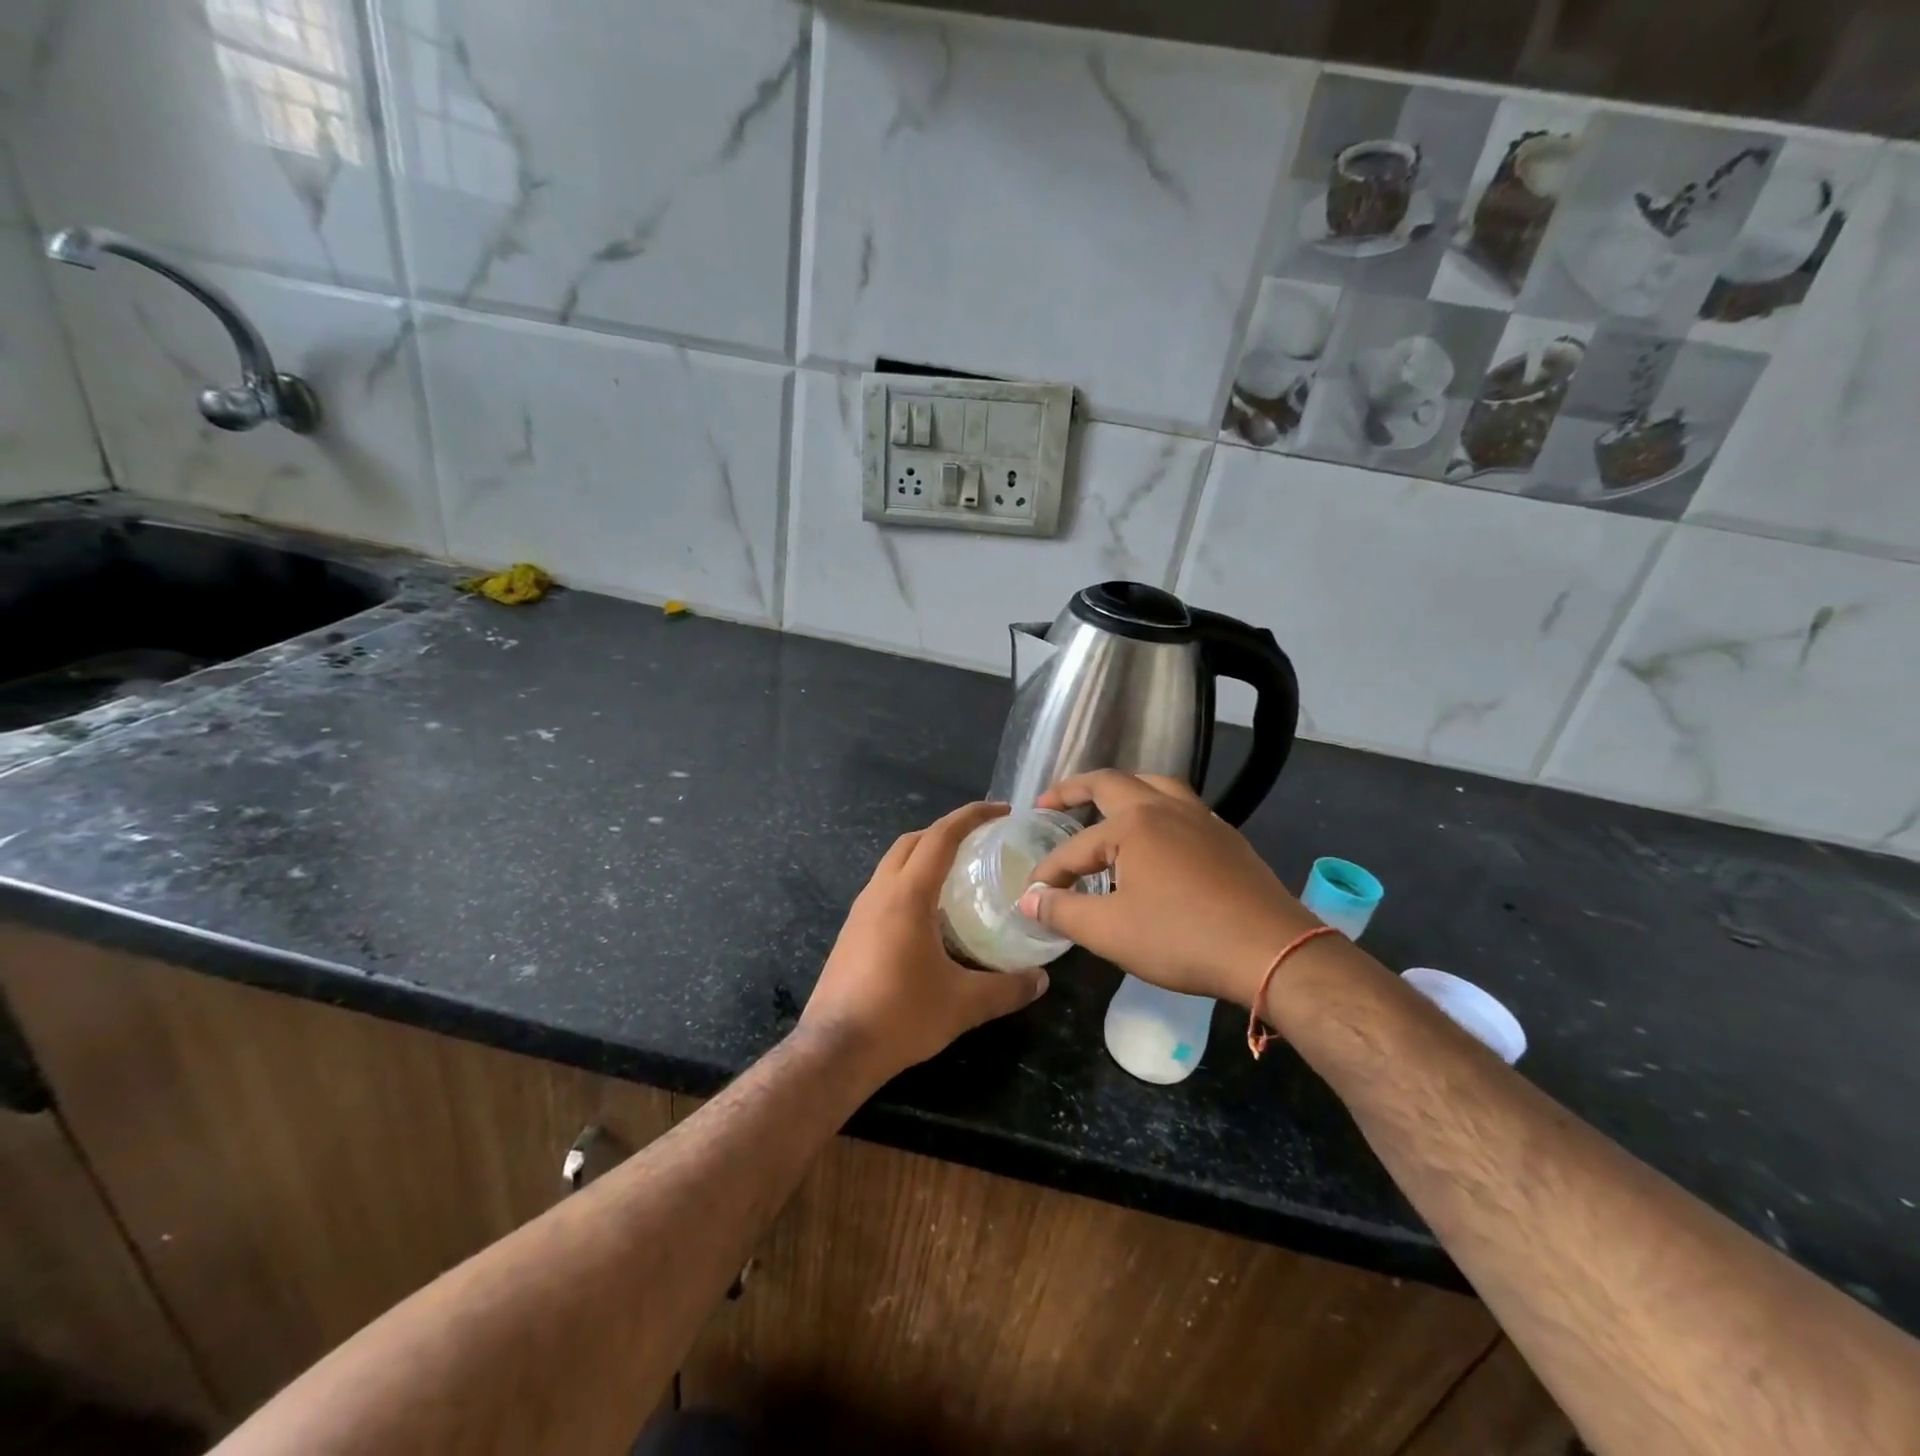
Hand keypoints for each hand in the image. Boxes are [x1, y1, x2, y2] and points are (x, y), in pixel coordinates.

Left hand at [800, 801, 1049, 1086]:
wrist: (834, 1050)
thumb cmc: (900, 1016)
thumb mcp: (963, 1004)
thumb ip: (1007, 988)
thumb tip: (1041, 979)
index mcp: (908, 895)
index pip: (941, 837)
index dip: (972, 816)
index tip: (1001, 811)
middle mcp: (880, 892)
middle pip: (912, 841)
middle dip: (946, 831)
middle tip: (980, 841)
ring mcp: (860, 912)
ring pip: (893, 864)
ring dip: (924, 855)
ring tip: (957, 874)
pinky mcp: (851, 932)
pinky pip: (883, 889)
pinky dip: (909, 882)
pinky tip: (928, 915)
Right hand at [1016, 771, 1321, 1006]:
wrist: (1272, 951)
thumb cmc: (1183, 938)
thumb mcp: (1110, 932)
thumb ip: (1063, 912)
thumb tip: (1029, 901)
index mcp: (1133, 824)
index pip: (1075, 847)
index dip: (1049, 873)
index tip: (1032, 897)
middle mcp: (1165, 808)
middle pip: (1111, 783)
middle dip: (1074, 790)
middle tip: (1048, 802)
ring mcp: (1201, 818)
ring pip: (1154, 784)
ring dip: (1122, 789)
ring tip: (1103, 805)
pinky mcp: (1226, 837)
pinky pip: (1180, 806)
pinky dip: (1155, 807)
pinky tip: (1155, 836)